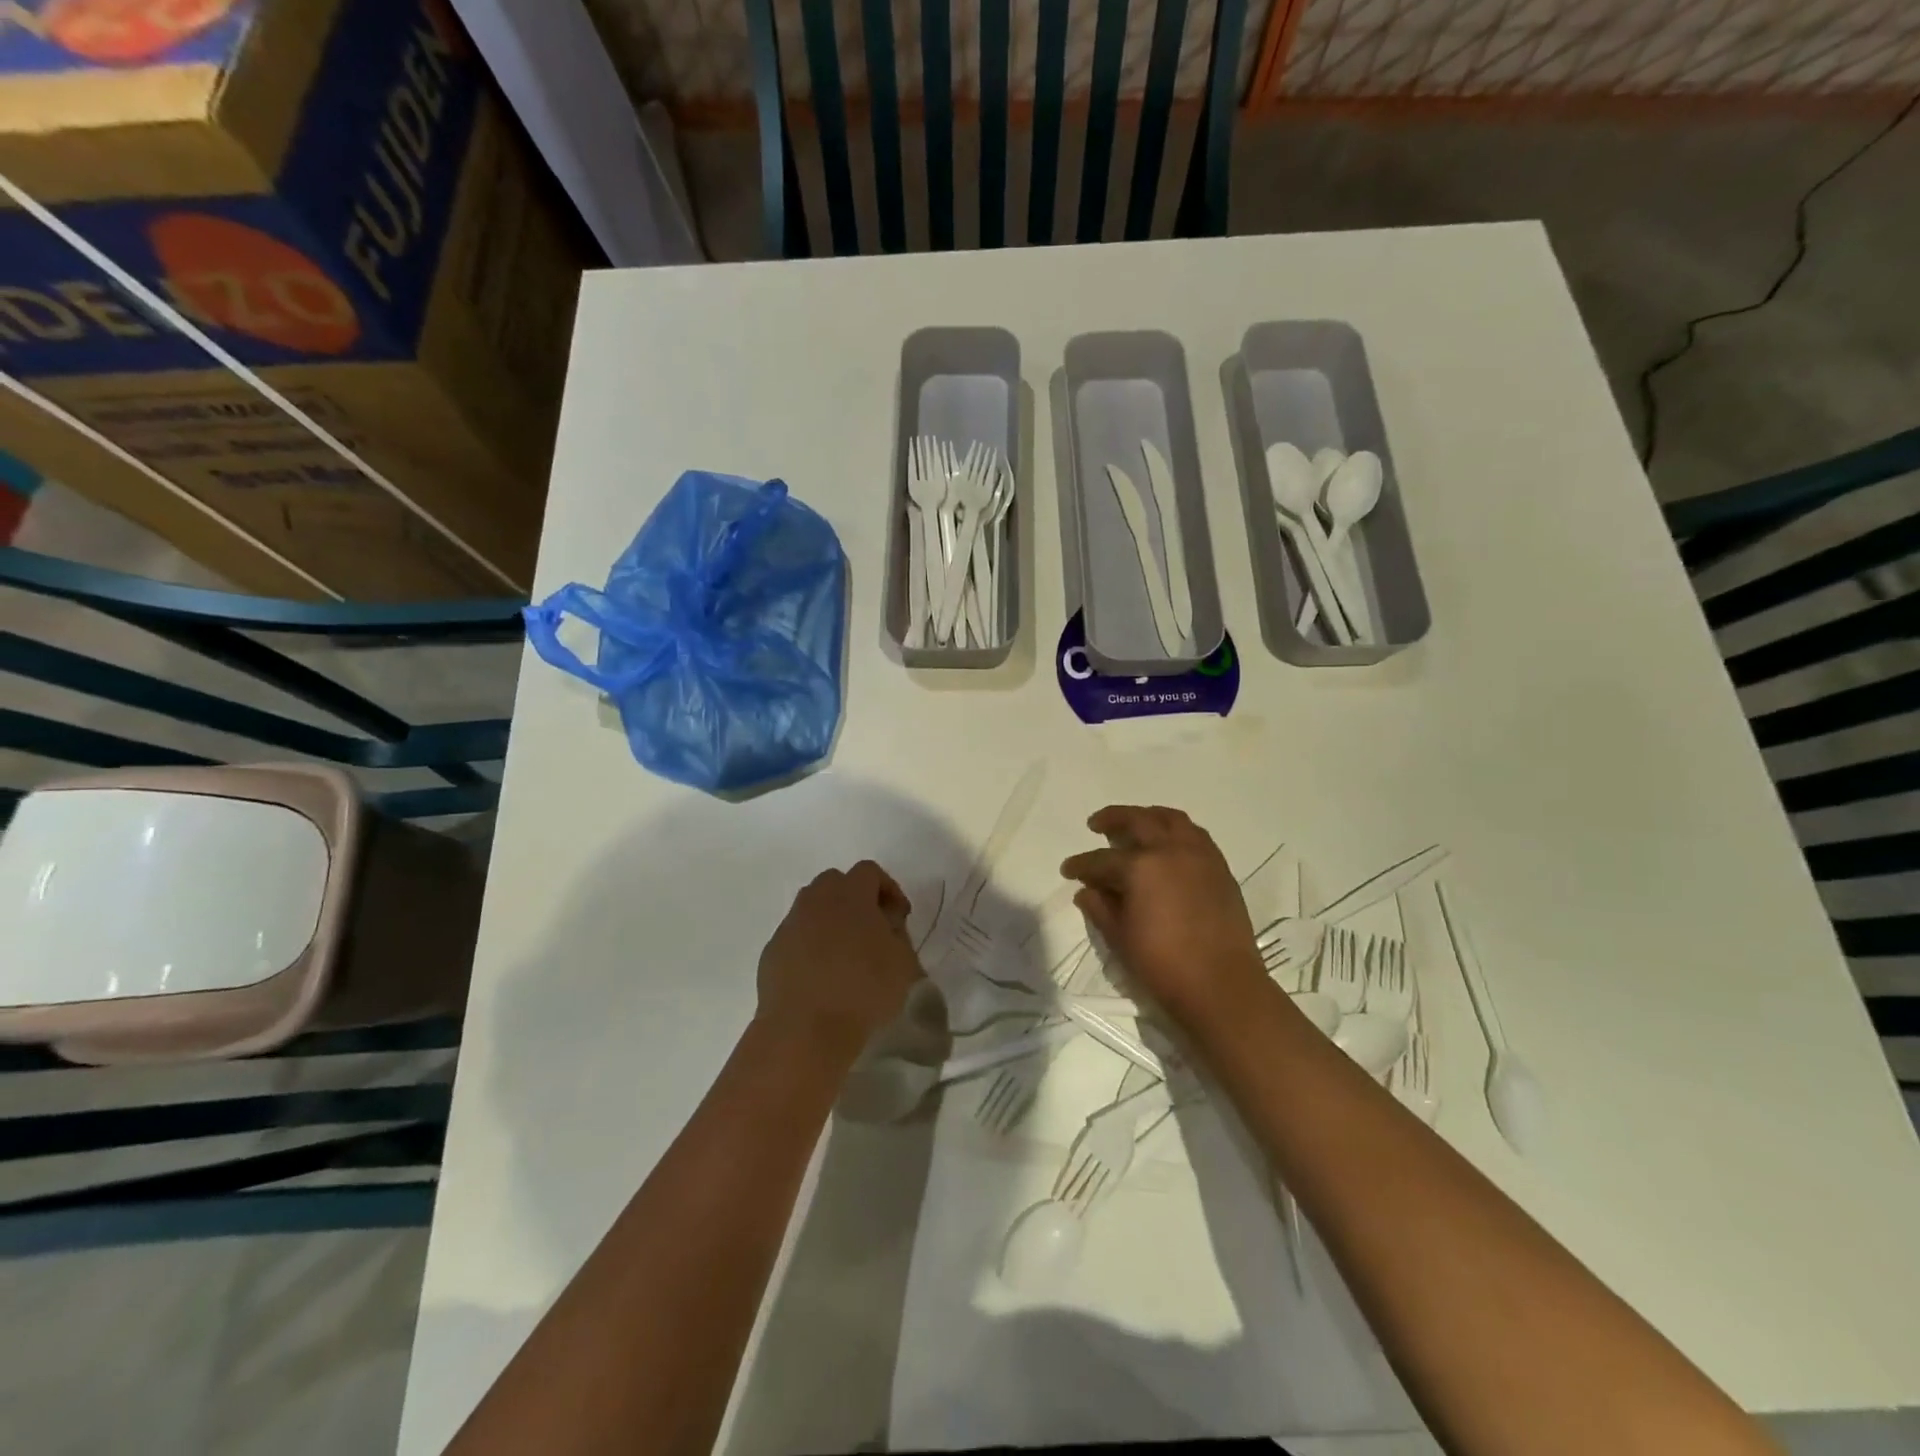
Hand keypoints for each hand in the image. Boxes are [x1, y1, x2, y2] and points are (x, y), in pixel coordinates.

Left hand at [756, 861, 922, 1065]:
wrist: (805, 1030)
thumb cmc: (863, 990)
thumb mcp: (904, 962)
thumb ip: (898, 933)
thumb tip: (886, 924)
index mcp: (850, 894)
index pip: (869, 871)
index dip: (888, 888)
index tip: (899, 917)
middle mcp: (816, 900)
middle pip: (835, 882)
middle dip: (855, 897)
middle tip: (871, 928)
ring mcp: (790, 925)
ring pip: (811, 907)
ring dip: (830, 919)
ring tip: (845, 952)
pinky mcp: (772, 952)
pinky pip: (795, 936)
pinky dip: (810, 945)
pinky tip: (821, 974)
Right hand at [1061, 806, 1265, 1028]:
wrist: (1222, 986)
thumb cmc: (1163, 965)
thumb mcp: (1120, 938)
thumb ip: (1100, 908)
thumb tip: (1086, 891)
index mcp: (1141, 867)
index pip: (1102, 860)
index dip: (1081, 865)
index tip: (1068, 869)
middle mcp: (1171, 851)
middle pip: (1138, 821)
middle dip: (1113, 819)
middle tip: (1096, 825)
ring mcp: (1200, 856)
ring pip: (1172, 820)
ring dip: (1149, 816)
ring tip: (1136, 824)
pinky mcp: (1220, 869)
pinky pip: (1195, 836)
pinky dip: (1176, 831)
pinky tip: (1168, 845)